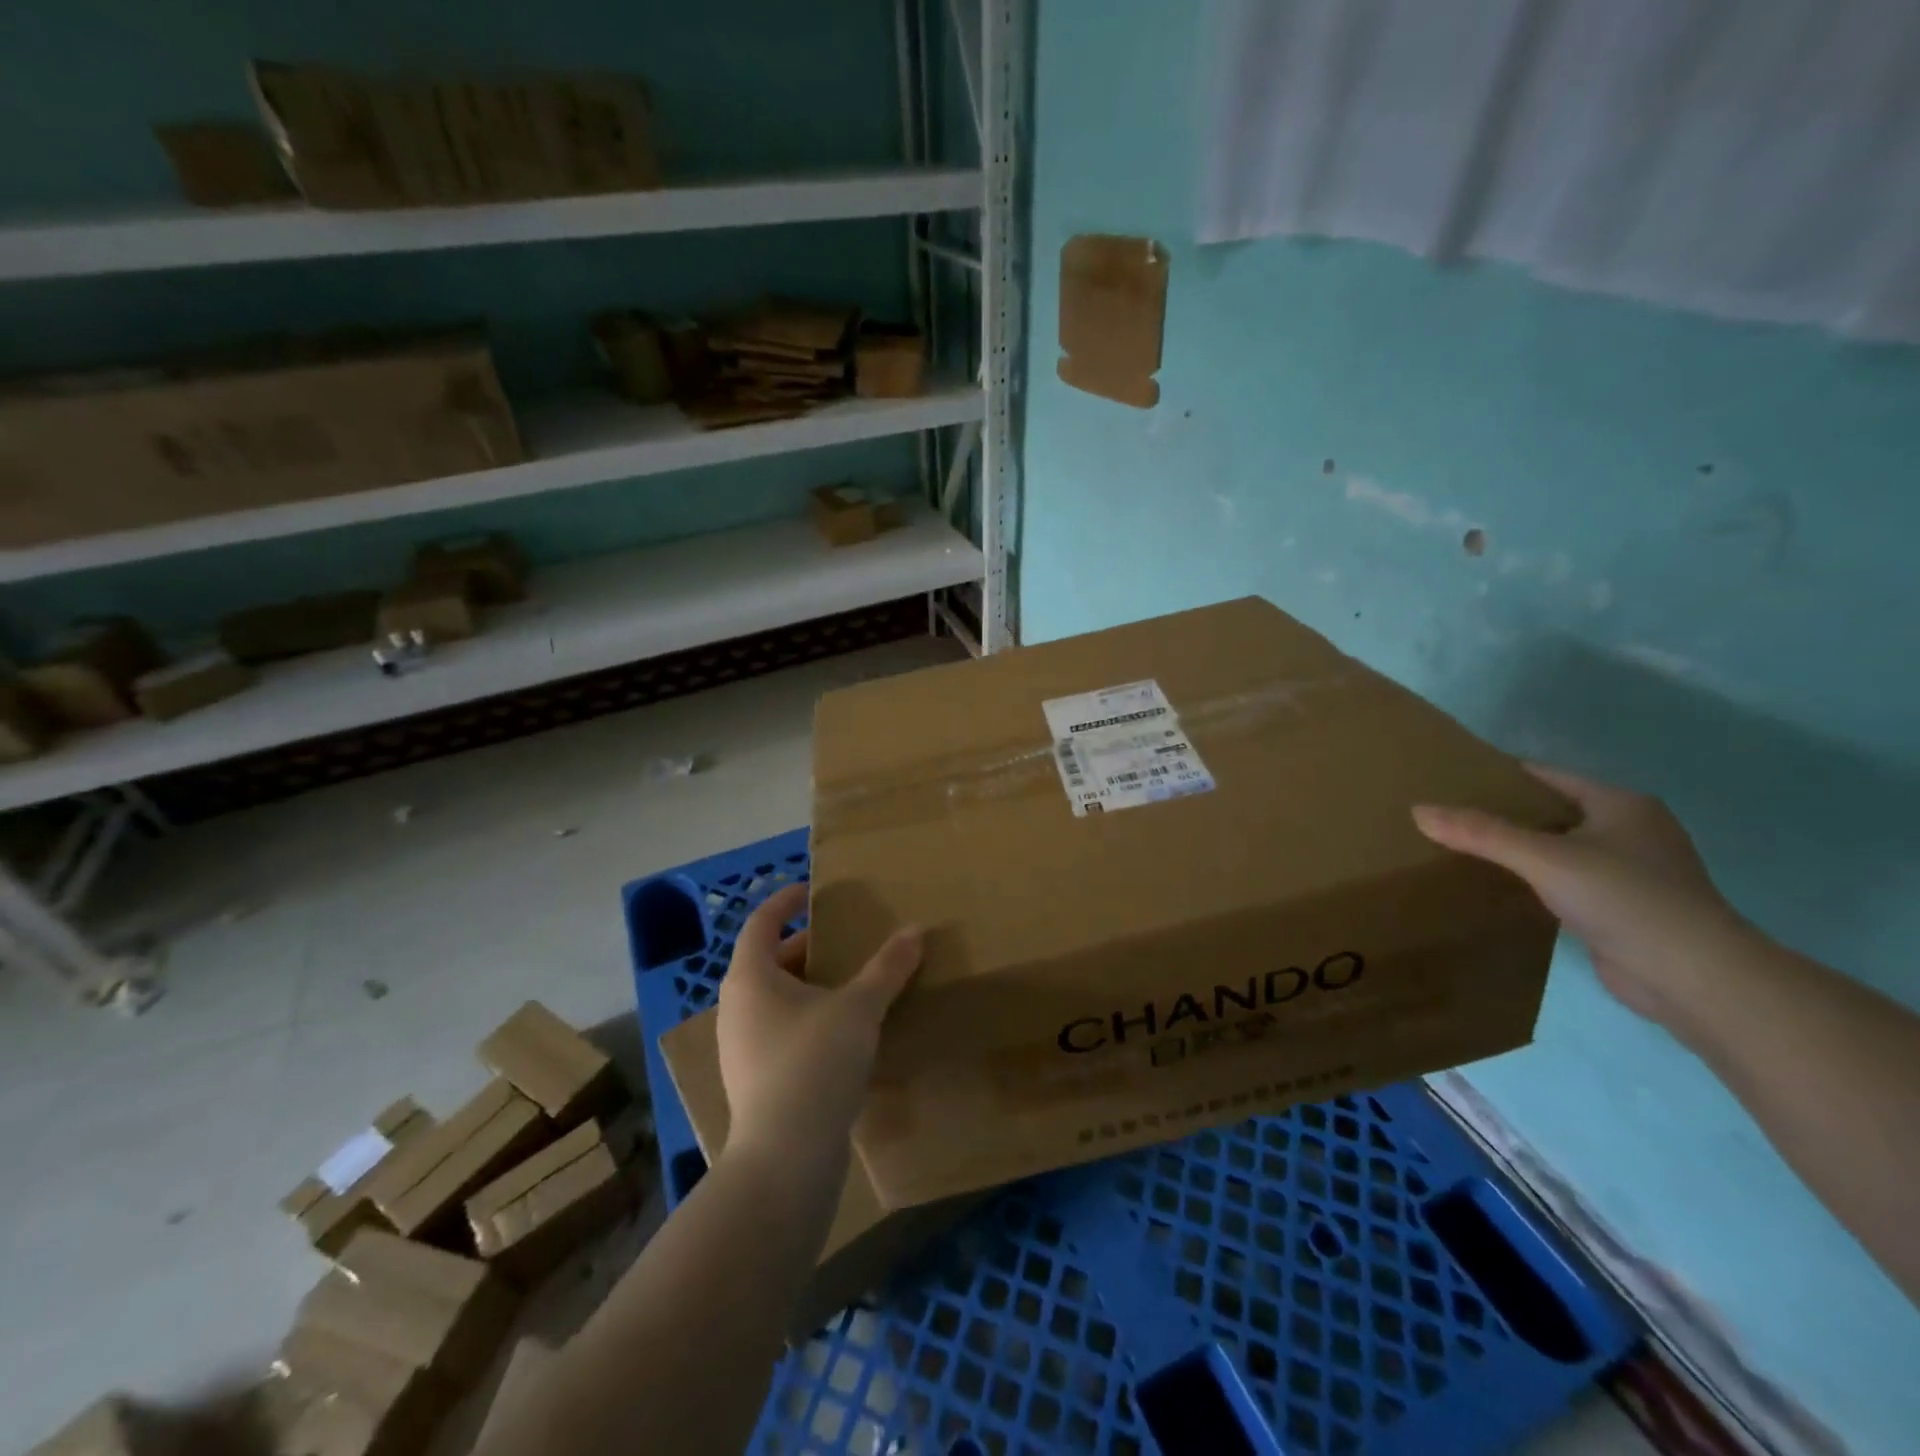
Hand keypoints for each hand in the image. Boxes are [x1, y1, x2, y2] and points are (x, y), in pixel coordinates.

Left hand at [715, 883, 922, 1157]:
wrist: (785, 1160)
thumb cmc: (814, 1064)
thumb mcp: (859, 1008)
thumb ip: (887, 968)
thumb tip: (914, 932)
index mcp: (750, 978)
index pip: (761, 922)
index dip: (785, 901)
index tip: (811, 891)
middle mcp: (737, 1008)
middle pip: (768, 960)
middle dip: (806, 946)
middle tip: (843, 939)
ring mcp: (741, 1048)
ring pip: (774, 999)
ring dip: (808, 984)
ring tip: (849, 983)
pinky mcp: (755, 1080)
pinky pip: (780, 1031)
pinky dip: (807, 1017)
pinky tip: (842, 1033)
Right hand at [1412, 765, 1755, 1037]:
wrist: (1694, 977)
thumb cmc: (1625, 898)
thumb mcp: (1543, 858)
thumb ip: (1481, 833)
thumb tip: (1418, 810)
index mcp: (1622, 804)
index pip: (1548, 776)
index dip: (1501, 775)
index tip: (1451, 779)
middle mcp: (1631, 831)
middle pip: (1553, 811)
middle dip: (1504, 813)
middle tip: (1448, 815)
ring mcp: (1631, 872)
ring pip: (1559, 848)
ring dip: (1520, 849)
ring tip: (1463, 848)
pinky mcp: (1624, 909)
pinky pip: (1566, 881)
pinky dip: (1535, 880)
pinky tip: (1500, 887)